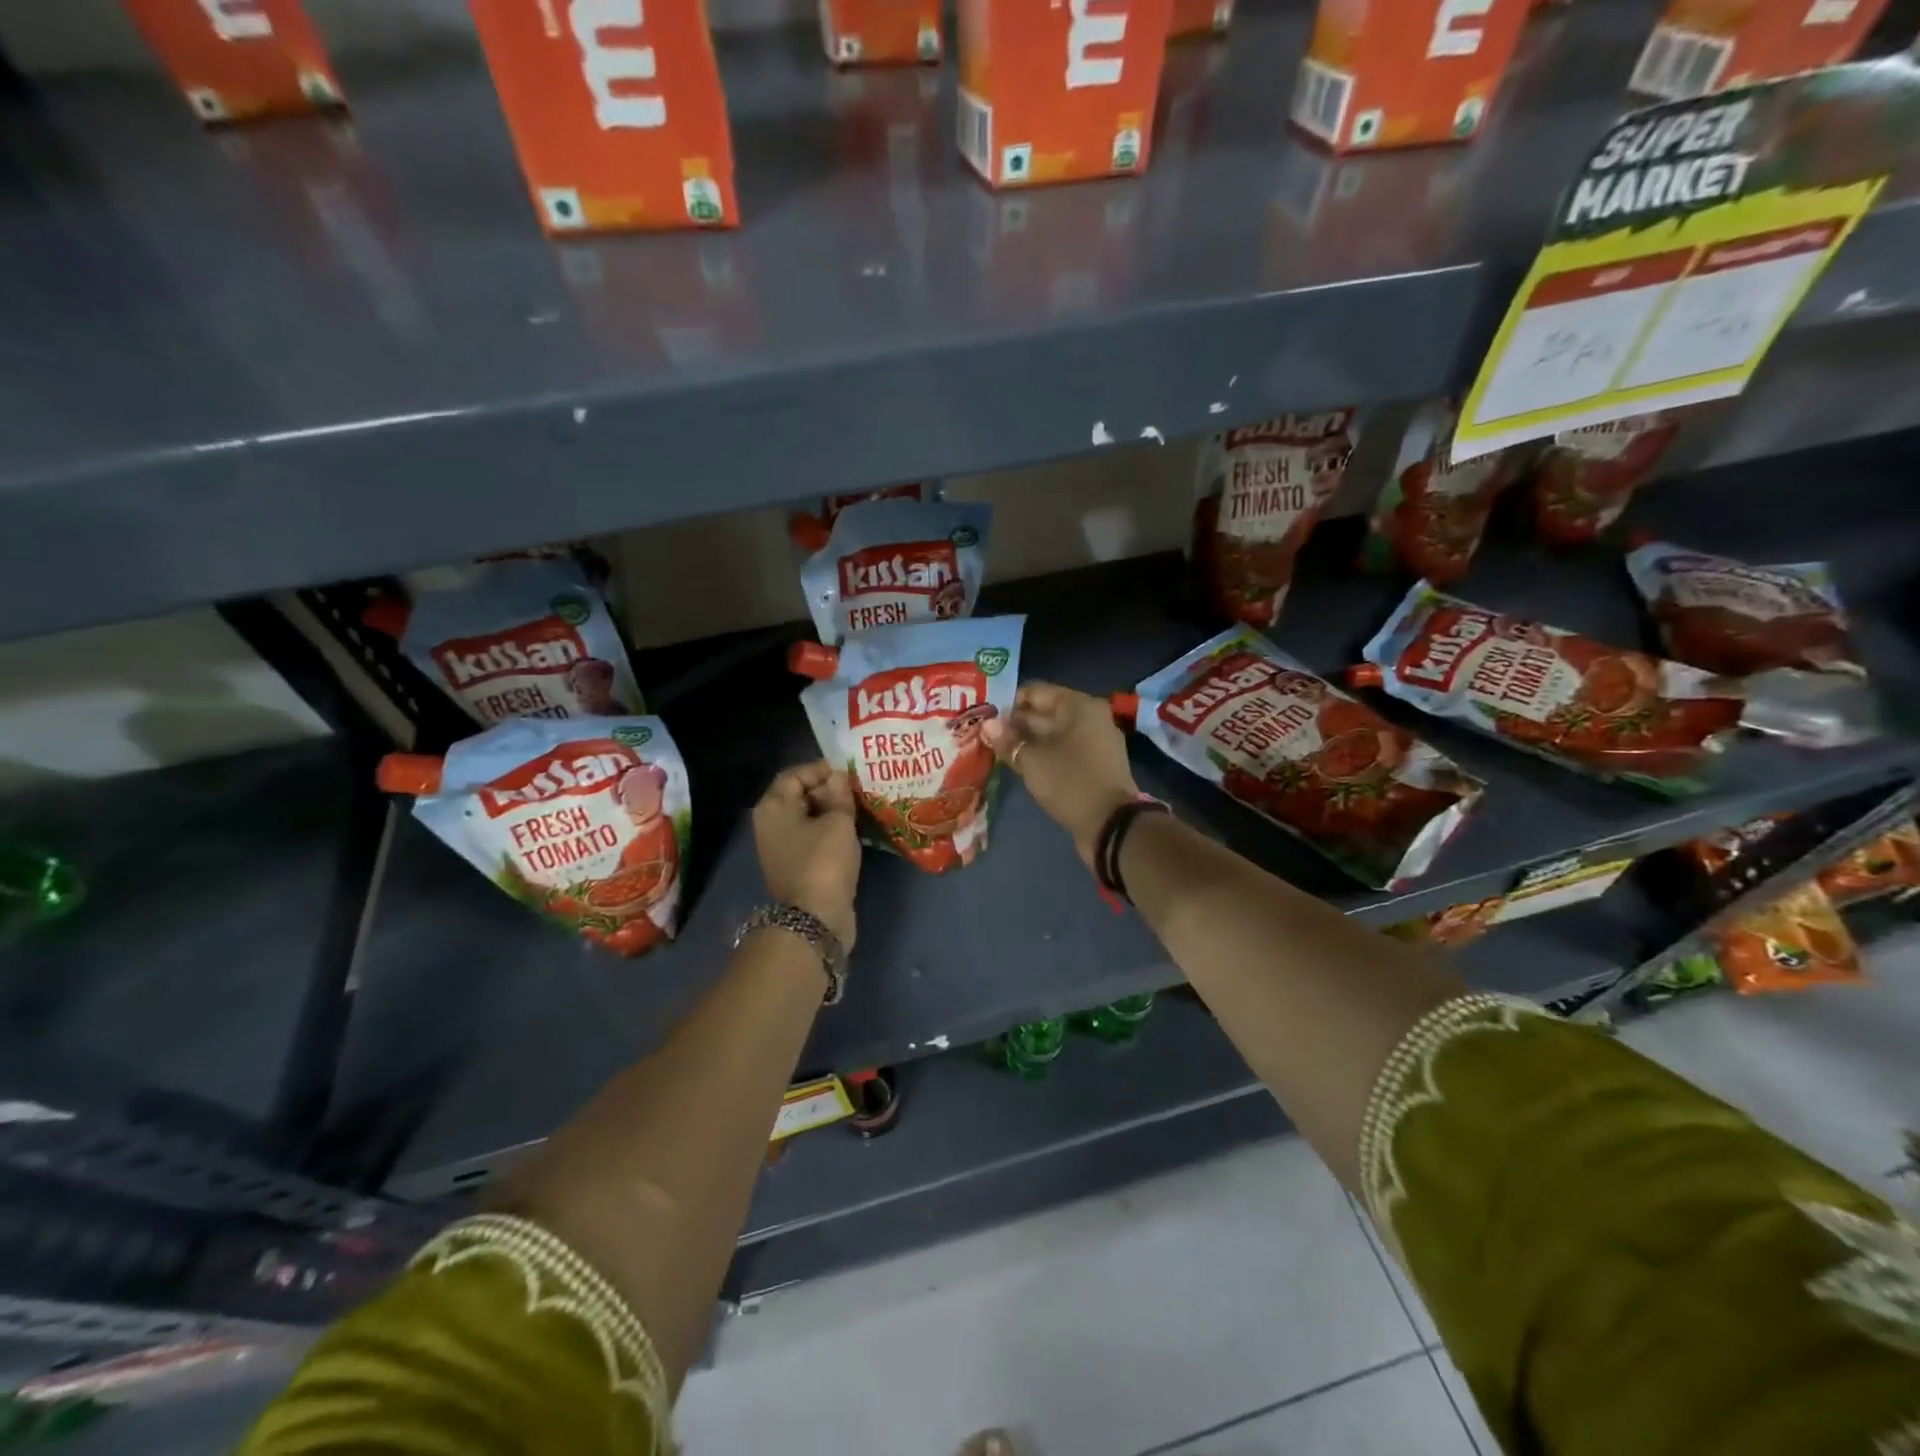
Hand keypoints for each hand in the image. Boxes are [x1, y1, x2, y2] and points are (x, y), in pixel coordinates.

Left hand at [753, 760, 860, 949]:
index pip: (794, 774)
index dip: (821, 769)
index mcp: (773, 807)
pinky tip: (853, 831)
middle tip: (857, 790)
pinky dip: (830, 831)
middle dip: (828, 790)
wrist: (815, 919)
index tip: (849, 773)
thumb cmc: (824, 862)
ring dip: (831, 812)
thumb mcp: (838, 822)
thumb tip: (837, 776)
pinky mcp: (795, 865)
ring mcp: (781, 847)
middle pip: (798, 795)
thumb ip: (839, 795)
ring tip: (859, 808)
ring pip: (807, 818)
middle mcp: (771, 824)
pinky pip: (812, 838)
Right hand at [982, 682, 1138, 868]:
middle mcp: (1089, 718)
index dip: (1008, 702)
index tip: (985, 715)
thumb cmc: (1070, 783)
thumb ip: (1009, 741)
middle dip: (1015, 723)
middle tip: (983, 733)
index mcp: (1079, 706)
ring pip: (1052, 734)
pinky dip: (1042, 755)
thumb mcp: (1033, 761)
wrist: (1111, 825)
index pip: (1036, 692)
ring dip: (1026, 741)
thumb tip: (987, 725)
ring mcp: (1093, 742)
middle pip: (1044, 713)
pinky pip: (1062, 751)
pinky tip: (1018, 764)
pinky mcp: (1093, 764)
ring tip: (995, 749)